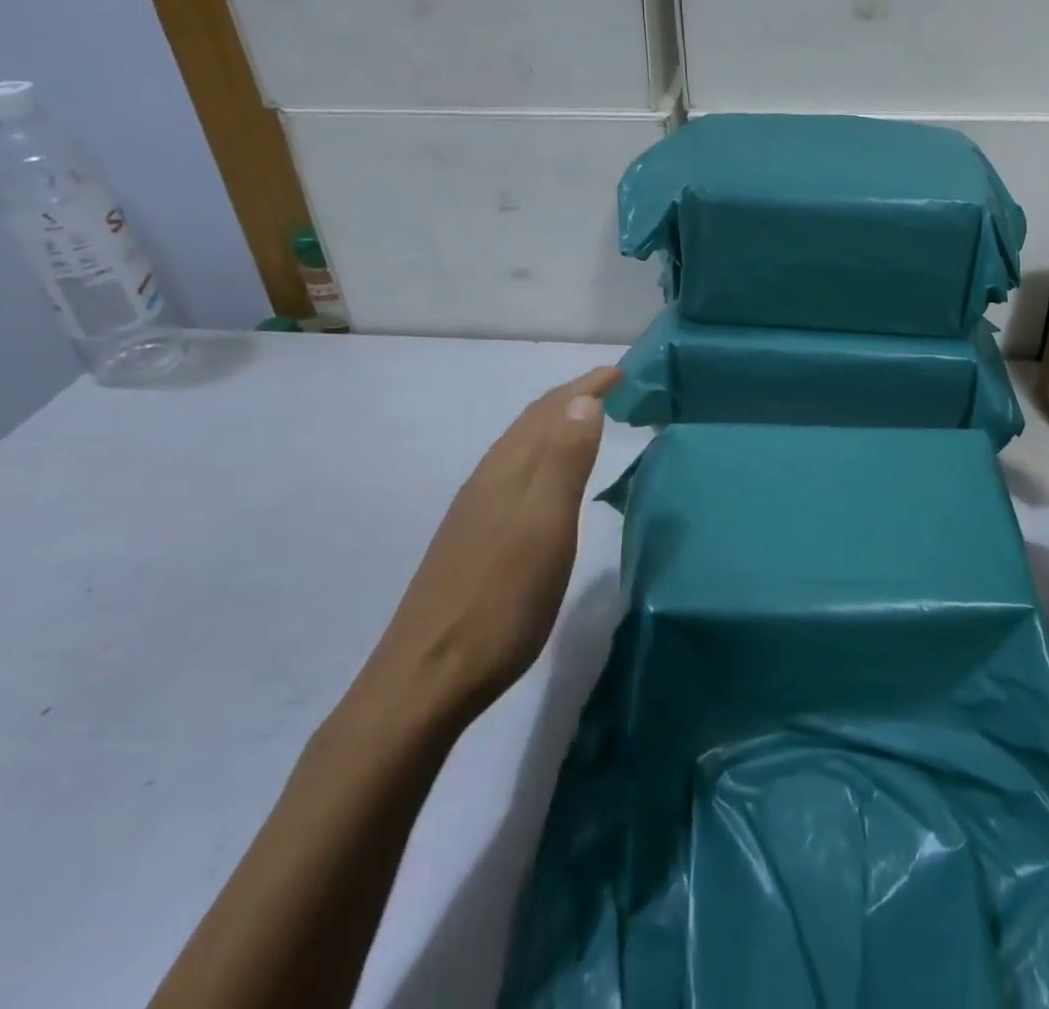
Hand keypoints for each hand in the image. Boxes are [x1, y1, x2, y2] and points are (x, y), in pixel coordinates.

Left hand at [357, 367, 620, 726]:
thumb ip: (565, 462)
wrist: (427, 677)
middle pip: (532, 422)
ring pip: (520, 446)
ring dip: (554, 424)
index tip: (621, 371)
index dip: (587, 386)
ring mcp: (476, 508)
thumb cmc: (501, 600)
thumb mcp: (547, 528)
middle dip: (571, 398)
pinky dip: (540, 455)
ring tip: (585, 421)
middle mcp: (489, 478)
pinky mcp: (472, 537)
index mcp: (510, 470)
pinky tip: (545, 480)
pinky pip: (513, 472)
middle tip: (609, 386)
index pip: (552, 410)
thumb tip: (583, 400)